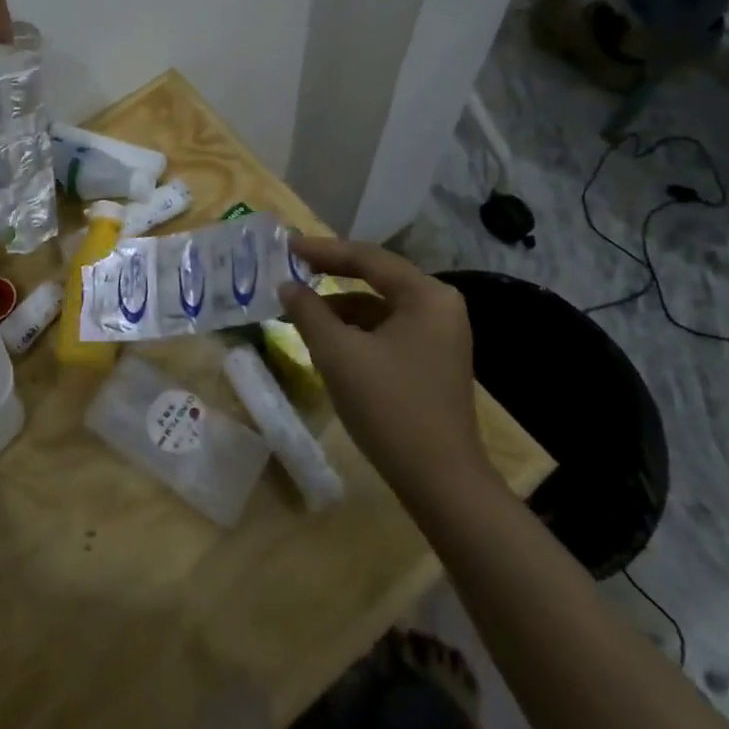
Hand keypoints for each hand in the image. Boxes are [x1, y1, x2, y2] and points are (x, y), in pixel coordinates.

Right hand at [276, 237, 489, 498]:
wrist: (441, 483)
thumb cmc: (390, 407)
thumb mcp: (338, 354)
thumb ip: (308, 312)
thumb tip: (287, 285)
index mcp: (426, 295)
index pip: (367, 257)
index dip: (323, 249)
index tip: (287, 245)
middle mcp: (439, 307)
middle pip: (376, 277)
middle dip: (332, 273)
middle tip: (292, 266)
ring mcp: (439, 336)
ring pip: (379, 306)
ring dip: (340, 304)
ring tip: (301, 308)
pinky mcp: (432, 361)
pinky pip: (387, 329)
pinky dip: (356, 328)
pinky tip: (328, 339)